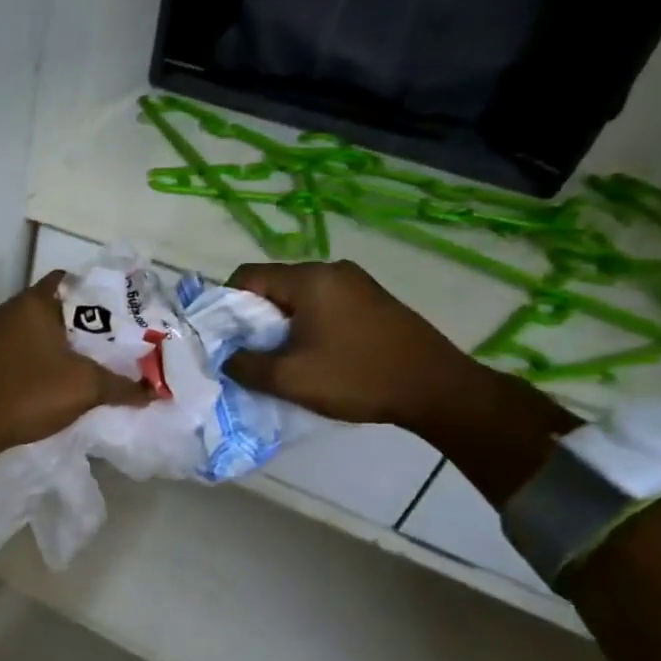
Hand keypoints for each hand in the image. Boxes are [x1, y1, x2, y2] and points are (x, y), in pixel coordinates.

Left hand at [0, 271, 150, 512]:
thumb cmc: (26, 393)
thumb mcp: (84, 388)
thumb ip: (122, 385)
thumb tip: (154, 391)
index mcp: (33, 302)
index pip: (72, 281)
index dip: (100, 295)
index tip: (124, 316)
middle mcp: (9, 310)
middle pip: (55, 308)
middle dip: (85, 326)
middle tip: (115, 346)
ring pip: (37, 332)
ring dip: (61, 346)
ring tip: (91, 367)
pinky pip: (20, 351)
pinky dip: (40, 361)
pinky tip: (55, 383)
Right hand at [221, 260, 491, 431]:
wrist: (438, 390)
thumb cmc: (356, 377)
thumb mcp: (288, 378)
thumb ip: (244, 365)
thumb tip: (227, 357)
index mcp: (310, 279)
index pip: (247, 275)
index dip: (225, 303)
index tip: (222, 335)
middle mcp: (333, 271)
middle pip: (273, 284)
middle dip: (253, 316)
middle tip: (247, 350)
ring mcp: (358, 284)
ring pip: (299, 296)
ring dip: (281, 323)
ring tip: (279, 356)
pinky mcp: (374, 301)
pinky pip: (324, 304)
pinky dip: (307, 324)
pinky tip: (312, 353)